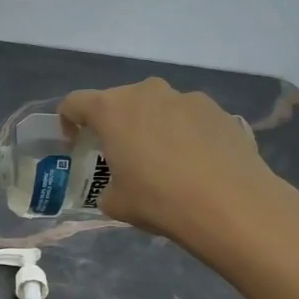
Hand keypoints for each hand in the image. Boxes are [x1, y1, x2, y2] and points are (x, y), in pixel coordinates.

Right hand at [59, 78, 293, 247]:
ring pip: (158, 108)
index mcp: (112, 109)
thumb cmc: (159, 200)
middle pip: (119, 101)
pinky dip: (184, 135)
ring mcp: (188, 98)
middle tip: (121, 156)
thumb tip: (119, 185)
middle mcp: (148, 93)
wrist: (231, 205)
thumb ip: (107, 186)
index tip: (76, 145)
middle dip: (114, 125)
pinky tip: (195, 166)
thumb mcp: (115, 203)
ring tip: (164, 163)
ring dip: (152, 127)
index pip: (75, 103)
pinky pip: (189, 119)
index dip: (68, 122)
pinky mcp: (220, 111)